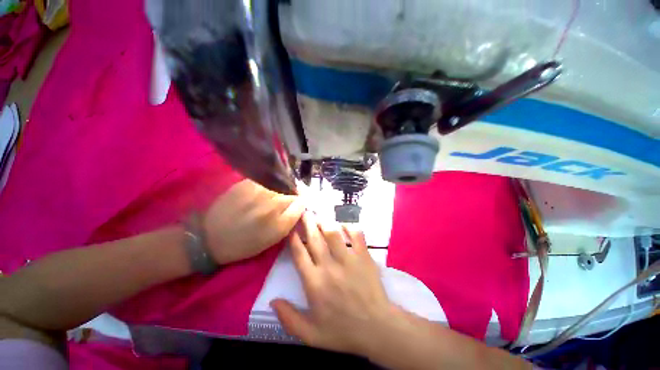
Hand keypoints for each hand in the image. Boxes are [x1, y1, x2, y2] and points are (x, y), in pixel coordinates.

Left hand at [202, 179, 304, 264]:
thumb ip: (291, 220)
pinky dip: (269, 183)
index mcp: (280, 222)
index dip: (301, 201)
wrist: (211, 237)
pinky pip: (266, 179)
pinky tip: (263, 191)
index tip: (298, 203)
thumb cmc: (245, 243)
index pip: (301, 202)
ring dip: (281, 188)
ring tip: (273, 195)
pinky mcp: (246, 183)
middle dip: (292, 194)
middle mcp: (272, 204)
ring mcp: (259, 191)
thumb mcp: (273, 238)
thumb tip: (301, 203)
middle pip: (292, 191)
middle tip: (285, 200)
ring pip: (280, 183)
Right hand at [270, 213, 394, 354]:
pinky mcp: (364, 256)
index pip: (299, 254)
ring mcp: (348, 259)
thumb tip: (272, 300)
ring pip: (333, 233)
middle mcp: (329, 267)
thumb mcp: (311, 335)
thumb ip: (289, 319)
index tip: (291, 228)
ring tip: (319, 215)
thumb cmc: (343, 331)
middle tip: (304, 211)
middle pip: (314, 238)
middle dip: (307, 223)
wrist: (377, 328)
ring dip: (324, 222)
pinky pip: (356, 234)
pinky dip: (349, 226)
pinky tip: (344, 224)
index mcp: (314, 283)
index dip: (293, 239)